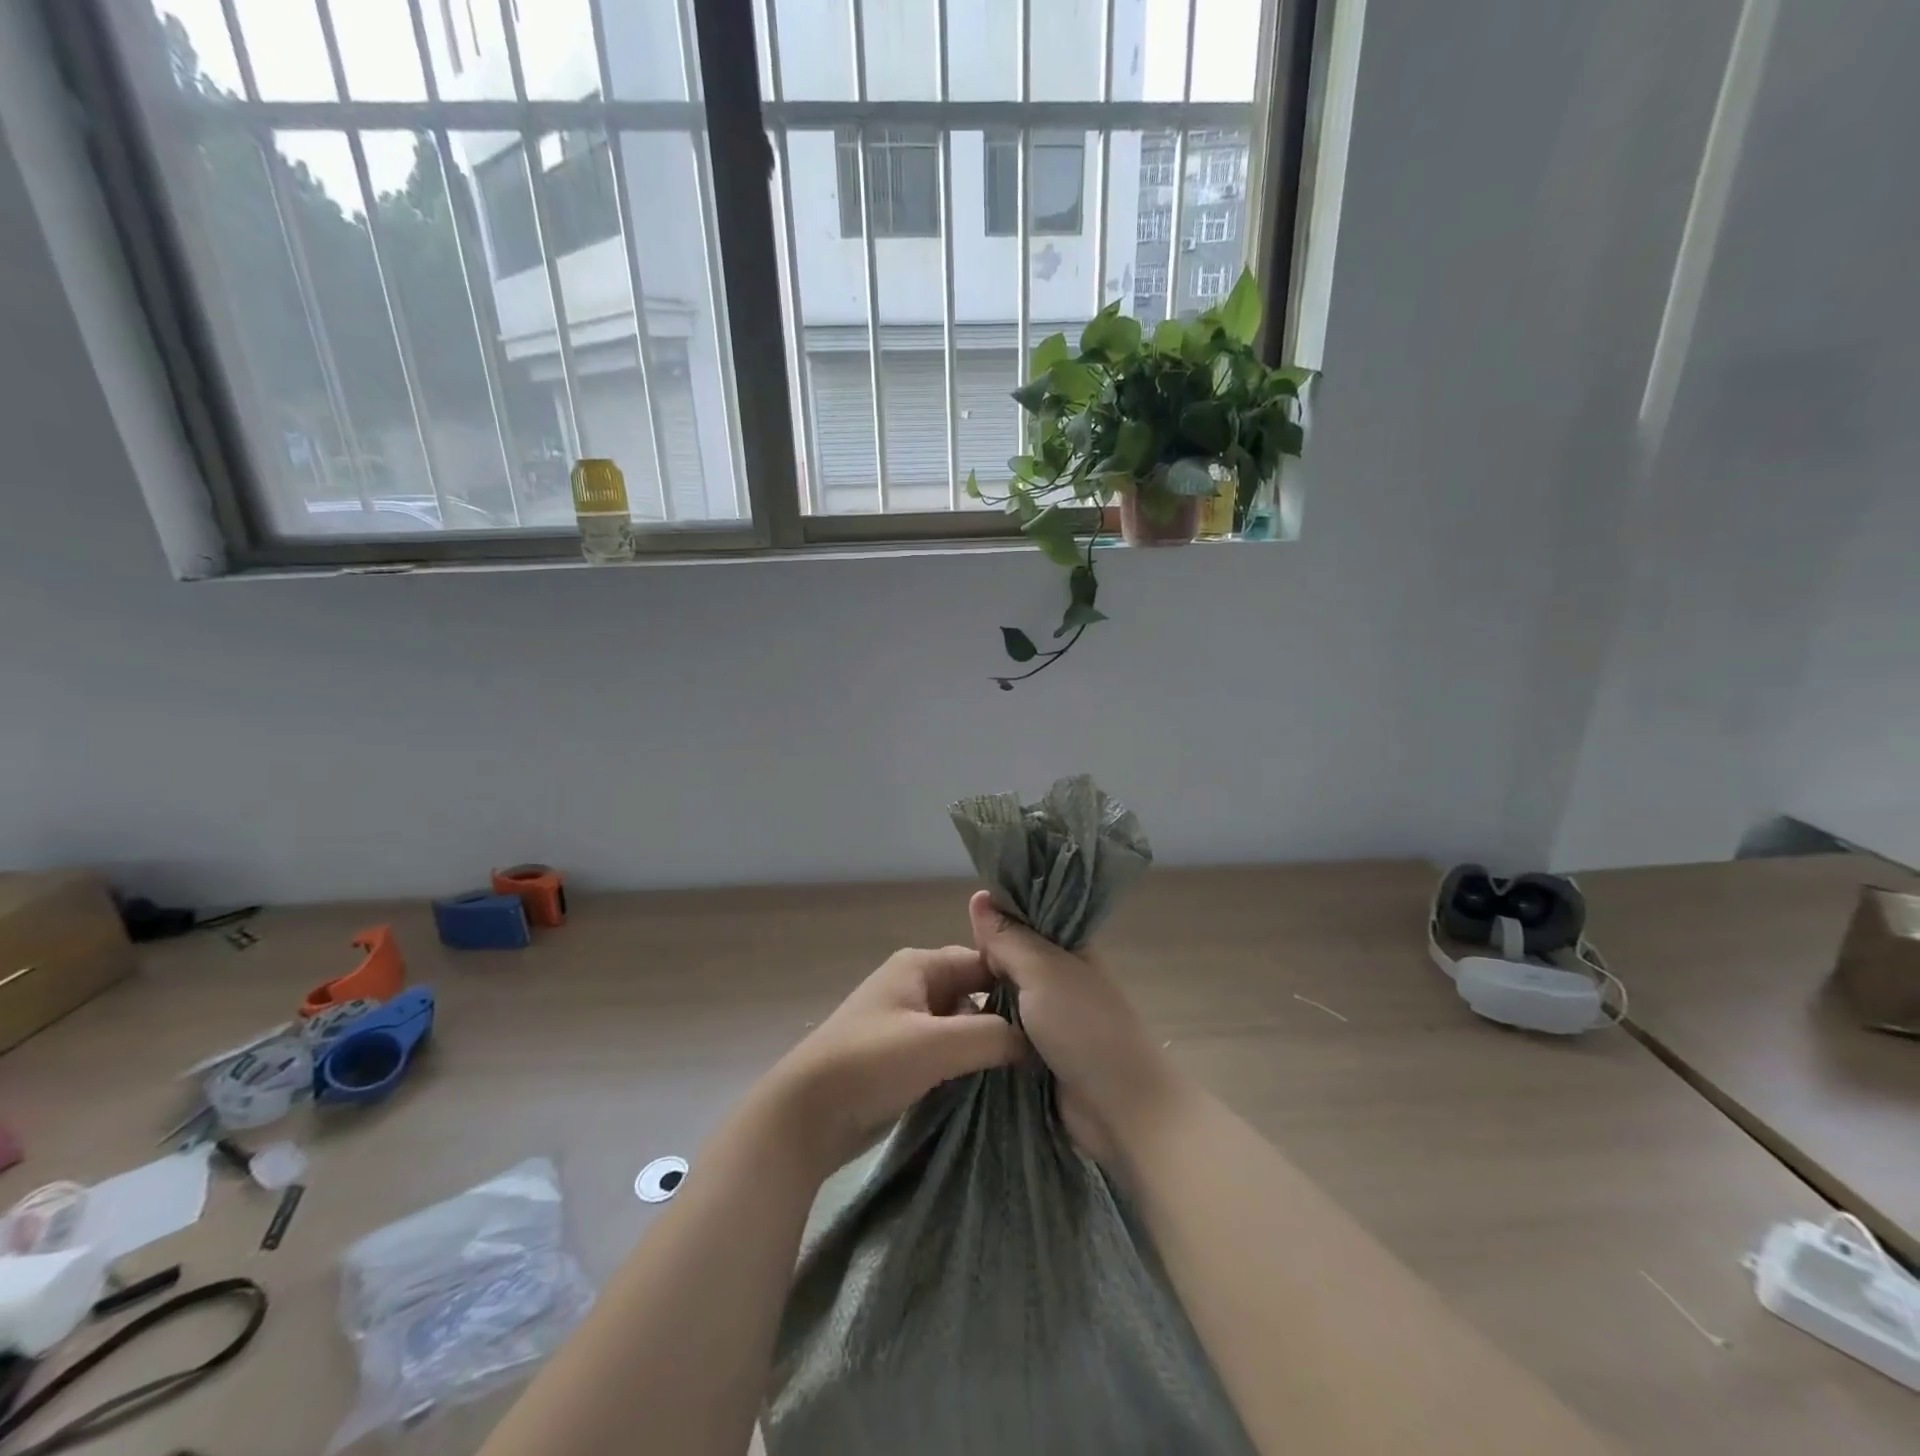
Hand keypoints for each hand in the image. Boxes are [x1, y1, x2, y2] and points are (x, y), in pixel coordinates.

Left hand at [768, 944, 1027, 1174]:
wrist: (805, 1117)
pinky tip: (994, 1085)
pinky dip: (967, 1064)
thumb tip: (1033, 1042)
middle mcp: (914, 986)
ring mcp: (906, 1023)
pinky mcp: (901, 1058)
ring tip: (1029, 1069)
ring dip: (986, 1045)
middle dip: (1004, 1018)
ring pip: (961, 1025)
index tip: (1052, 1015)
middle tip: (1046, 1048)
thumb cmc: (870, 1063)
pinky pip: (946, 1052)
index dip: (1016, 985)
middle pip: (973, 993)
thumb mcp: (937, 1044)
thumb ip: (992, 1035)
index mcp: (919, 966)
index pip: (982, 962)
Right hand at [967, 890, 1187, 1165]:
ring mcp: (1047, 1017)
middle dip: (979, 961)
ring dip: (978, 998)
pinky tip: (952, 1026)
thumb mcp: (1043, 972)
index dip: (993, 919)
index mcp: (1068, 948)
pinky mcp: (1036, 1053)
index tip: (960, 925)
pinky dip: (983, 1029)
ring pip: (1001, 996)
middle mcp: (1057, 977)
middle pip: (1008, 959)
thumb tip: (979, 896)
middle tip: (942, 968)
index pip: (1024, 919)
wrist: (1120, 1108)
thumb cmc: (1085, 1027)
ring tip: (938, 996)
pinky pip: (1001, 1031)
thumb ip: (1009, 938)